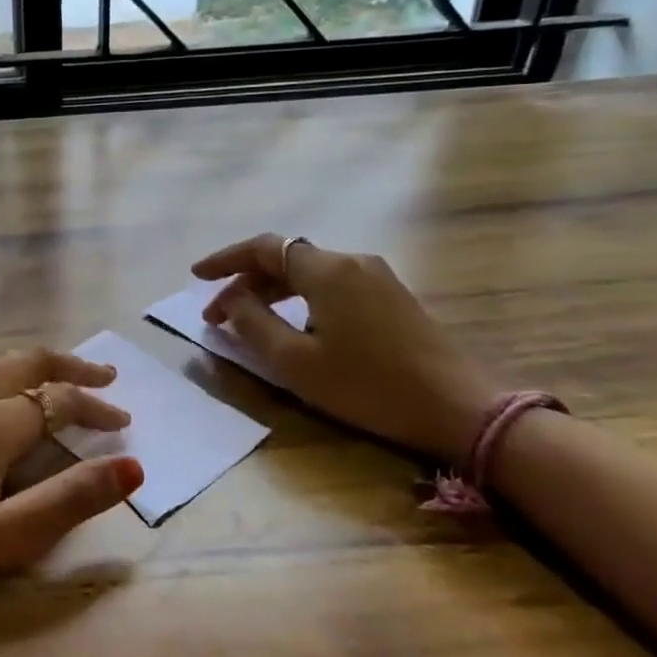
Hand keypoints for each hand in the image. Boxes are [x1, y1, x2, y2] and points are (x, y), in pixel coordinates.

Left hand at [0, 349, 143, 599]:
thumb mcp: (2, 537)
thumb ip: (69, 500)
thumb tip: (133, 467)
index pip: (60, 400)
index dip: (97, 408)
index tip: (122, 422)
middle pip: (31, 362)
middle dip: (72, 368)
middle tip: (104, 378)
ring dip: (37, 370)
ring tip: (57, 385)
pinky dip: (2, 379)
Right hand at [192, 234, 499, 465]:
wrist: (460, 408)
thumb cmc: (369, 386)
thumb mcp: (297, 362)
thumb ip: (254, 325)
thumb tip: (232, 299)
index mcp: (327, 270)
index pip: (264, 248)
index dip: (225, 259)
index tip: (196, 277)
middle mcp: (352, 262)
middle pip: (286, 259)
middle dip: (245, 283)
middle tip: (217, 316)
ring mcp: (377, 278)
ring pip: (309, 273)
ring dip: (273, 293)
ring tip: (247, 323)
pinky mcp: (393, 298)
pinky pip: (332, 287)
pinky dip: (301, 300)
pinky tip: (293, 327)